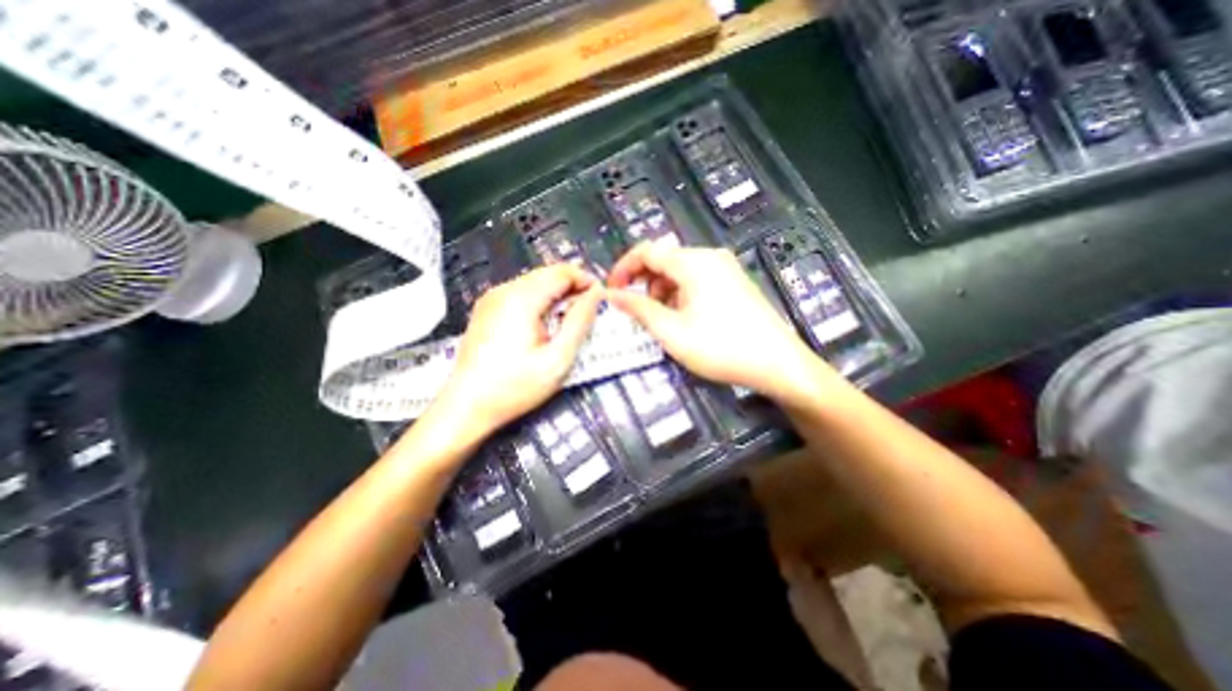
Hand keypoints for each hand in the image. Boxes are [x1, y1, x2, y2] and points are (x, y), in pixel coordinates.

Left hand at [436, 266, 604, 437]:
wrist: (466, 406)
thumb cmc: (515, 387)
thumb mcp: (557, 359)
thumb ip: (580, 322)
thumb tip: (596, 295)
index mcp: (521, 298)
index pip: (562, 272)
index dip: (586, 280)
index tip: (602, 299)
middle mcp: (504, 290)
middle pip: (547, 274)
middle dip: (573, 287)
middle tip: (590, 311)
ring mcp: (492, 299)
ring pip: (535, 283)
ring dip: (558, 295)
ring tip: (571, 319)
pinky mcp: (487, 310)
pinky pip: (521, 294)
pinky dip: (541, 302)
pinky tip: (546, 324)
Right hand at [608, 242, 836, 402]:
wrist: (778, 364)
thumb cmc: (721, 348)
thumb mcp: (672, 332)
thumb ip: (639, 309)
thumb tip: (612, 295)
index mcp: (694, 262)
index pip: (647, 251)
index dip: (624, 268)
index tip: (612, 291)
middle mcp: (710, 257)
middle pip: (664, 260)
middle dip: (645, 284)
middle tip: (639, 313)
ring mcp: (725, 268)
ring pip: (680, 272)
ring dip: (663, 292)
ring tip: (664, 321)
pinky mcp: (734, 282)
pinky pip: (698, 280)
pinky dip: (681, 295)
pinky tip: (685, 319)